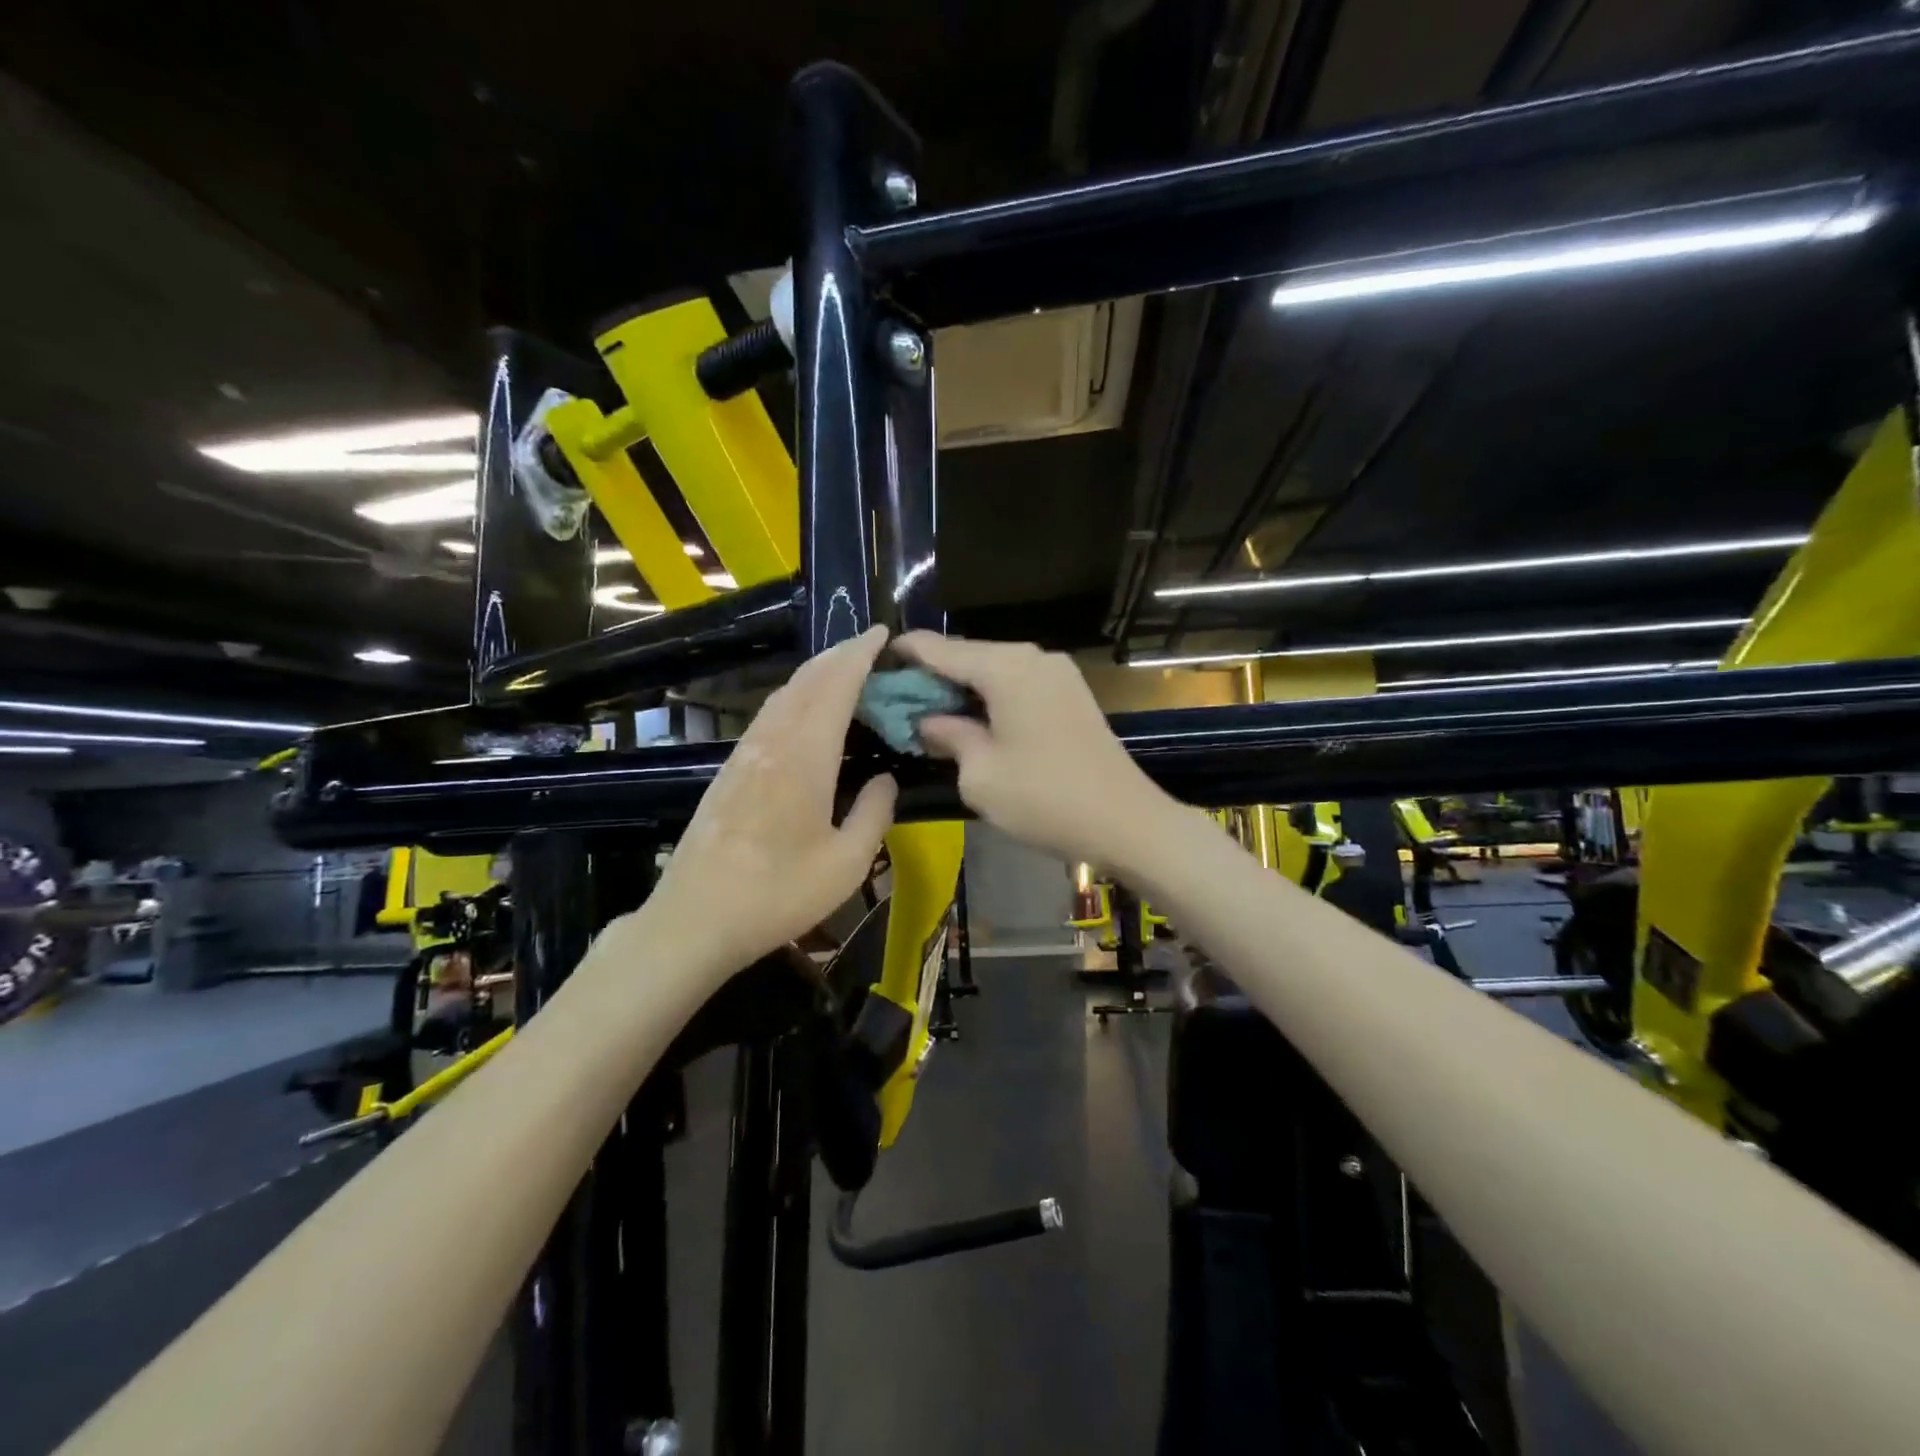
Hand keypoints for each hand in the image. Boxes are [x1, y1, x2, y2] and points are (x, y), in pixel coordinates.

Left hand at [645, 626, 896, 975]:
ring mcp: (744, 756)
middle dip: (838, 656)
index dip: (859, 655)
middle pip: (805, 682)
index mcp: (804, 758)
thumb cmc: (778, 894)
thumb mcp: (846, 864)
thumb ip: (874, 813)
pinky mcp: (729, 773)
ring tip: (842, 672)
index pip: (835, 687)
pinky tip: (804, 715)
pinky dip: (795, 699)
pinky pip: (768, 717)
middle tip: (869, 647)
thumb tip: (885, 779)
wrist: (695, 921)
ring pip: (782, 696)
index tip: (882, 633)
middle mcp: (772, 744)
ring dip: (815, 675)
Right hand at [892, 633, 1167, 866]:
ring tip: (929, 710)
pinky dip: (991, 696)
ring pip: (995, 670)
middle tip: (898, 698)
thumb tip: (928, 720)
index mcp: (1005, 668)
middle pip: (969, 655)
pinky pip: (1018, 683)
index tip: (876, 660)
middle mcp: (1033, 657)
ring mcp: (1058, 673)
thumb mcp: (980, 774)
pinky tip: (973, 718)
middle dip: (932, 675)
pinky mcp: (1071, 693)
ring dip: (962, 687)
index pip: (941, 649)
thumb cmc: (1044, 798)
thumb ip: (948, 736)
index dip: (906, 653)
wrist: (1126, 822)